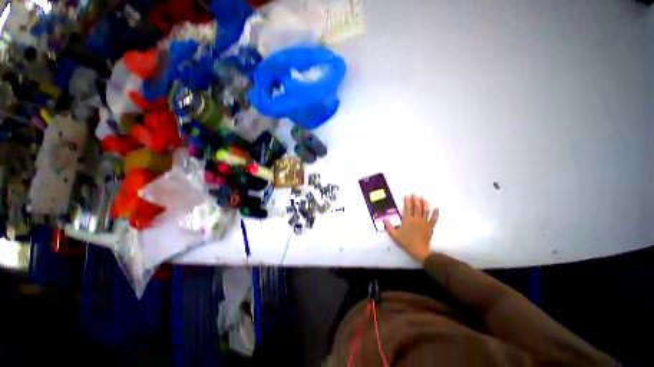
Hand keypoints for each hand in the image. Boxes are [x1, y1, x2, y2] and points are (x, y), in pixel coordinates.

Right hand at [384, 194, 438, 263]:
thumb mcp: (394, 235)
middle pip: (417, 207)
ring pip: (425, 211)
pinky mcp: (430, 227)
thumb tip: (384, 218)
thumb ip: (389, 226)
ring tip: (423, 198)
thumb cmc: (406, 242)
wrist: (418, 251)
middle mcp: (417, 219)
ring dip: (424, 203)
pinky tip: (436, 208)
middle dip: (416, 200)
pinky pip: (434, 219)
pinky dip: (436, 213)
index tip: (406, 196)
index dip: (407, 201)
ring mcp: (424, 223)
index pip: (408, 208)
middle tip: (414, 195)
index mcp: (408, 220)